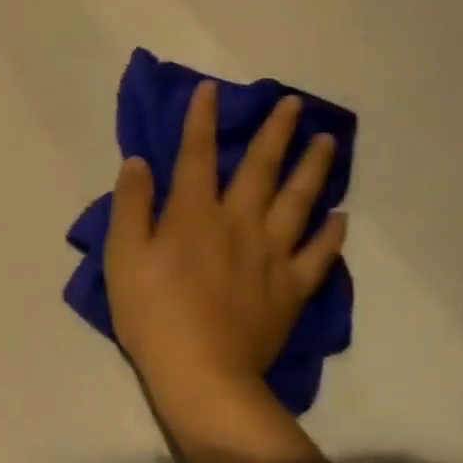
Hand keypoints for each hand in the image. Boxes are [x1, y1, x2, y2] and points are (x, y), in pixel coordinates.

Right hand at [105, 81, 344, 405]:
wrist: (201, 373)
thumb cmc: (151, 312)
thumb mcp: (122, 256)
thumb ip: (131, 205)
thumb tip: (139, 162)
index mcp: (194, 214)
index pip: (196, 155)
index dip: (201, 120)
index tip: (211, 89)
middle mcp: (239, 222)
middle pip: (261, 168)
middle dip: (275, 132)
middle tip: (295, 104)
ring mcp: (272, 255)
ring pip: (300, 201)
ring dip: (315, 168)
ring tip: (329, 141)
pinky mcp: (291, 288)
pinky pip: (318, 253)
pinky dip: (331, 232)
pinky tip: (341, 215)